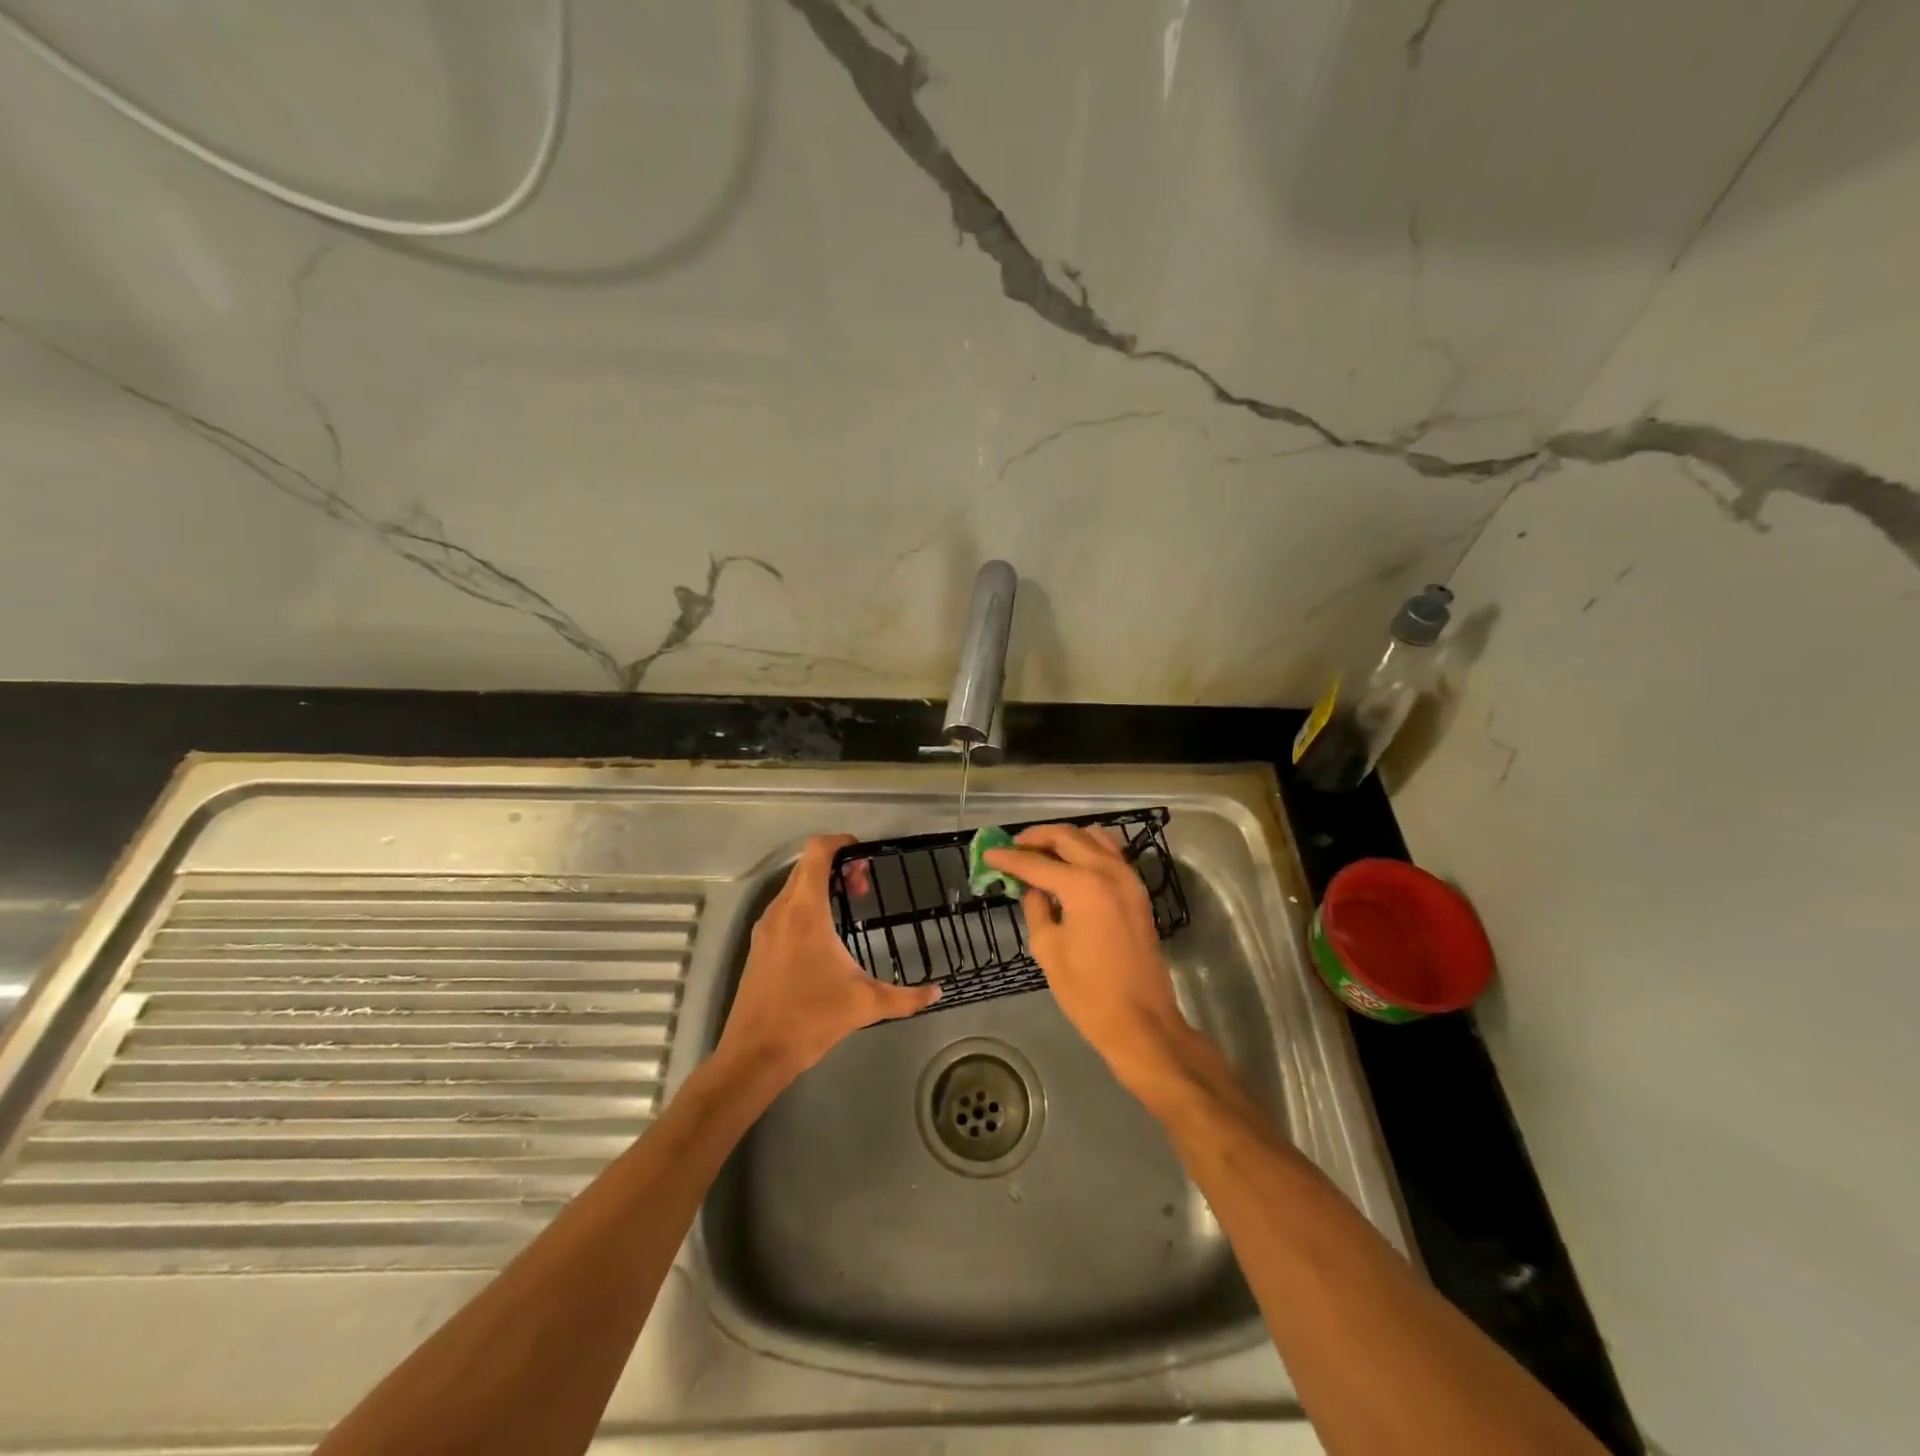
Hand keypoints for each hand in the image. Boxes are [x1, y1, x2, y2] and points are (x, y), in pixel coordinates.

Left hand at [716, 834, 938, 1081]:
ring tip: (849, 906)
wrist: (755, 1054)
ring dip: (820, 886)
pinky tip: (826, 934)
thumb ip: (906, 997)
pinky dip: (806, 904)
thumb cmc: (810, 1019)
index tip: (865, 855)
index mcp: (805, 911)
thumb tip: (937, 992)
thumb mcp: (865, 1004)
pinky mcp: (759, 946)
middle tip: (865, 885)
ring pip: (793, 887)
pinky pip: (784, 908)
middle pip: (806, 866)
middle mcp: (781, 910)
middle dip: (836, 866)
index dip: (841, 842)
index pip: (817, 852)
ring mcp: (766, 928)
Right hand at [983, 825, 1189, 1089]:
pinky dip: (1088, 848)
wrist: (1141, 1021)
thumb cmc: (1088, 992)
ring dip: (1065, 838)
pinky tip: (1071, 863)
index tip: (988, 853)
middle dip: (1037, 837)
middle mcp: (1108, 872)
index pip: (1037, 863)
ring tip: (1041, 850)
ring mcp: (1129, 879)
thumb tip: (1032, 888)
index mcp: (1083, 886)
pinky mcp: (1137, 892)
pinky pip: (1111, 854)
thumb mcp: (1048, 949)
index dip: (1009, 858)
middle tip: (1013, 845)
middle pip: (1068, 837)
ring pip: (1094, 837)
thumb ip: (1036, 909)